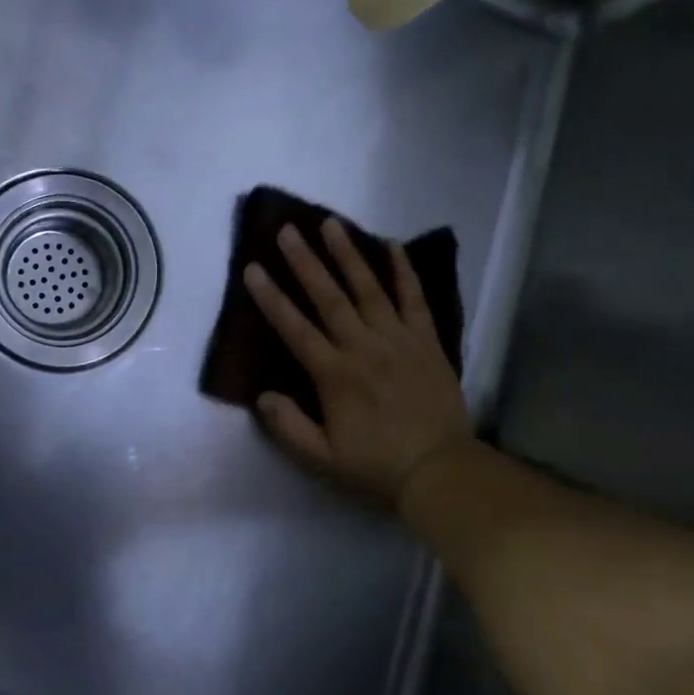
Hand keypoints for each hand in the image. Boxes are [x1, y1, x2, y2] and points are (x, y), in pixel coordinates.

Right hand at [244, 219, 471, 507]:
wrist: (440, 470)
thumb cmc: (375, 465)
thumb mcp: (321, 458)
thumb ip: (288, 426)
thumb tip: (262, 395)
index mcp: (334, 374)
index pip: (295, 329)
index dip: (272, 298)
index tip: (253, 269)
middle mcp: (363, 347)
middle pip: (329, 297)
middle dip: (305, 262)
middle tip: (288, 231)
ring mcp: (398, 339)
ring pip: (369, 288)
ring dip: (348, 255)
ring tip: (330, 224)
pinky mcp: (427, 341)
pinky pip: (414, 298)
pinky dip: (403, 271)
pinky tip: (391, 245)